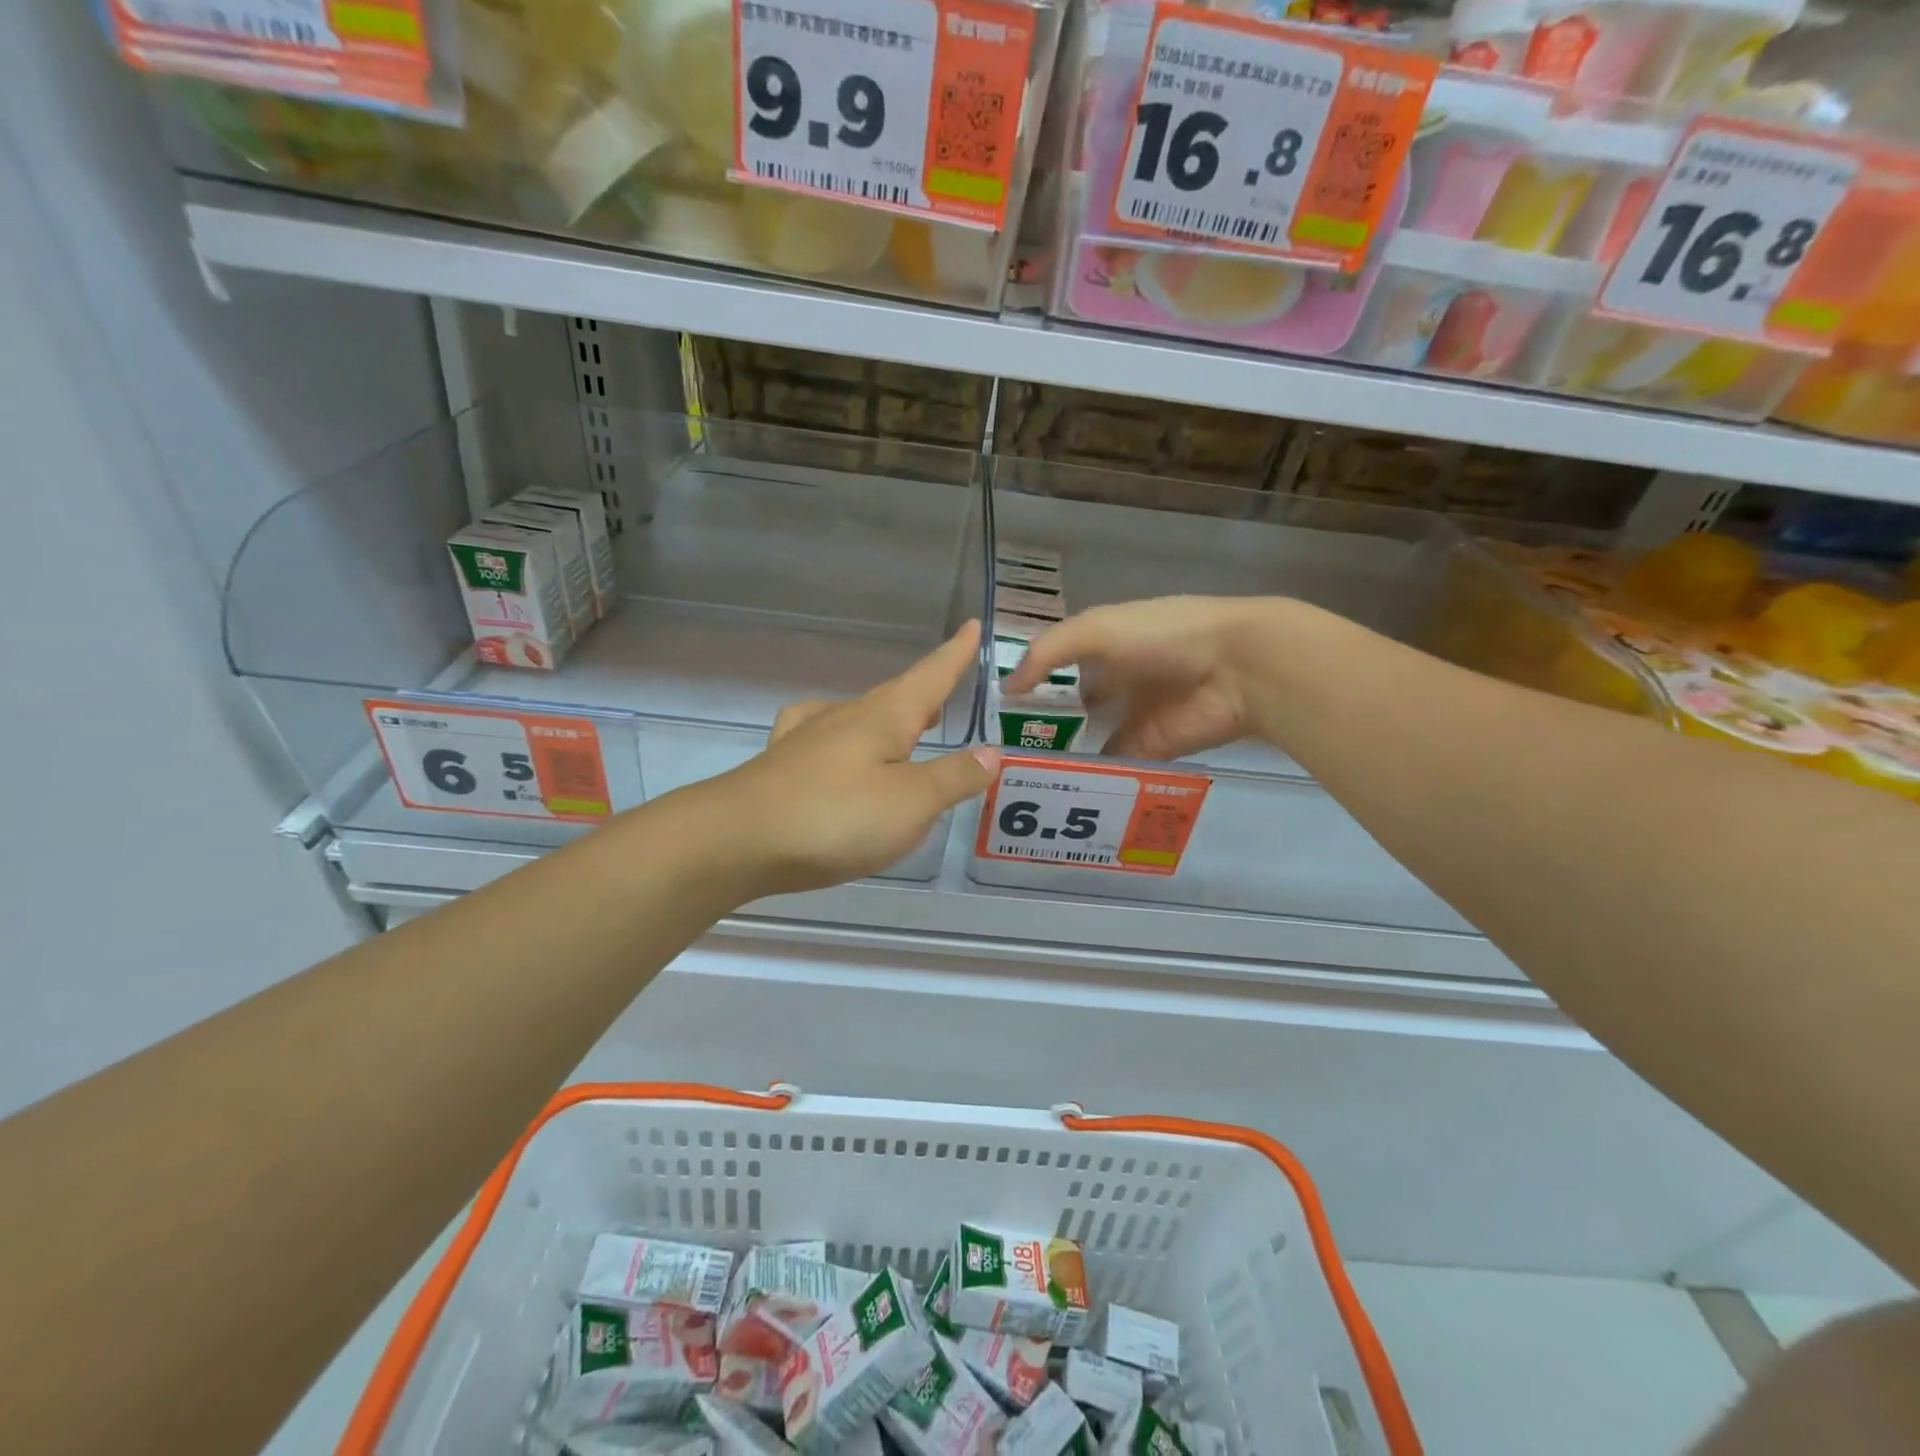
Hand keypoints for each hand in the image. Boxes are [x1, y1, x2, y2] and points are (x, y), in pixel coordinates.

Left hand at [706, 622, 999, 896]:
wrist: (739, 839)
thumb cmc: (836, 817)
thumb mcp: (911, 802)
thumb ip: (954, 777)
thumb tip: (991, 752)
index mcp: (885, 718)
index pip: (929, 678)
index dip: (954, 655)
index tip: (972, 626)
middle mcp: (847, 717)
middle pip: (895, 695)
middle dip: (925, 689)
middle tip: (948, 684)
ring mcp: (809, 739)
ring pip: (859, 715)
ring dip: (888, 714)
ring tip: (905, 725)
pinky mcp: (783, 765)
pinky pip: (822, 736)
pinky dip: (842, 736)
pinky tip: (833, 745)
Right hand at [1004, 597, 1289, 761]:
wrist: (1238, 668)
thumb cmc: (1164, 636)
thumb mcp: (1097, 629)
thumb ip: (1048, 654)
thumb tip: (1006, 689)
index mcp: (1107, 643)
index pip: (1059, 663)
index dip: (1030, 680)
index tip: (993, 704)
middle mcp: (1118, 679)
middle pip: (1072, 705)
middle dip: (1042, 722)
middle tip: (999, 748)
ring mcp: (1133, 716)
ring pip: (1088, 738)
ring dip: (1061, 753)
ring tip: (1017, 774)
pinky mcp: (1149, 750)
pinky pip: (1112, 766)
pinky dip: (1089, 776)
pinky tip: (1054, 788)